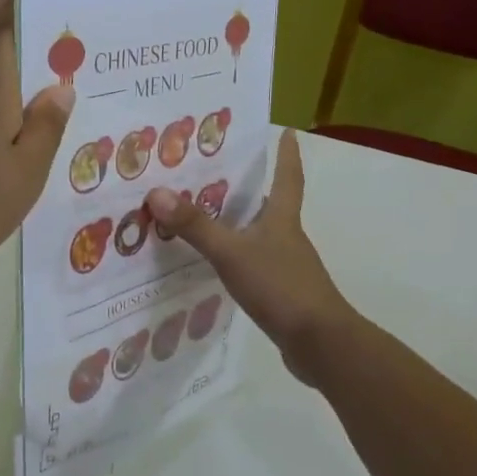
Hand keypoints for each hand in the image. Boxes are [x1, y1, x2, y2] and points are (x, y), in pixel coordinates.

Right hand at [144, 130, 355, 386]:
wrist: (319, 343)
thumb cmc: (281, 287)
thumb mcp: (232, 253)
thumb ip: (195, 226)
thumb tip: (157, 192)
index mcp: (282, 219)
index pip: (288, 177)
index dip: (287, 154)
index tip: (289, 132)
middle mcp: (287, 237)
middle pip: (271, 203)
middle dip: (252, 186)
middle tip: (221, 169)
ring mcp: (286, 266)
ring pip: (260, 234)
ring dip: (240, 221)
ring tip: (207, 213)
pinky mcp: (282, 292)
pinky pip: (254, 262)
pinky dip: (237, 255)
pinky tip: (218, 263)